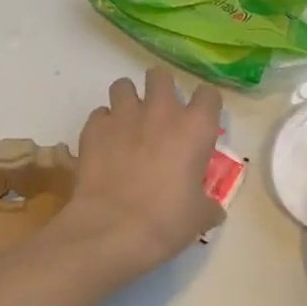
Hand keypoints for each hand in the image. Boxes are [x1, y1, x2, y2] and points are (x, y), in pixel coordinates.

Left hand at [60, 67, 223, 276]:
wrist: (113, 229)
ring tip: (127, 124)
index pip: (208, 95)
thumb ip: (208, 205)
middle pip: (161, 76)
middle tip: (160, 115)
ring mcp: (123, 116)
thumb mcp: (199, 217)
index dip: (205, 106)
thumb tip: (213, 211)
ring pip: (123, 85)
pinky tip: (104, 146)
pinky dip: (102, 126)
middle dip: (160, 89)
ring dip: (127, 100)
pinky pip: (99, 115)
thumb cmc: (167, 221)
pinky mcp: (93, 128)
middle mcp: (161, 111)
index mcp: (195, 127)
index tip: (201, 121)